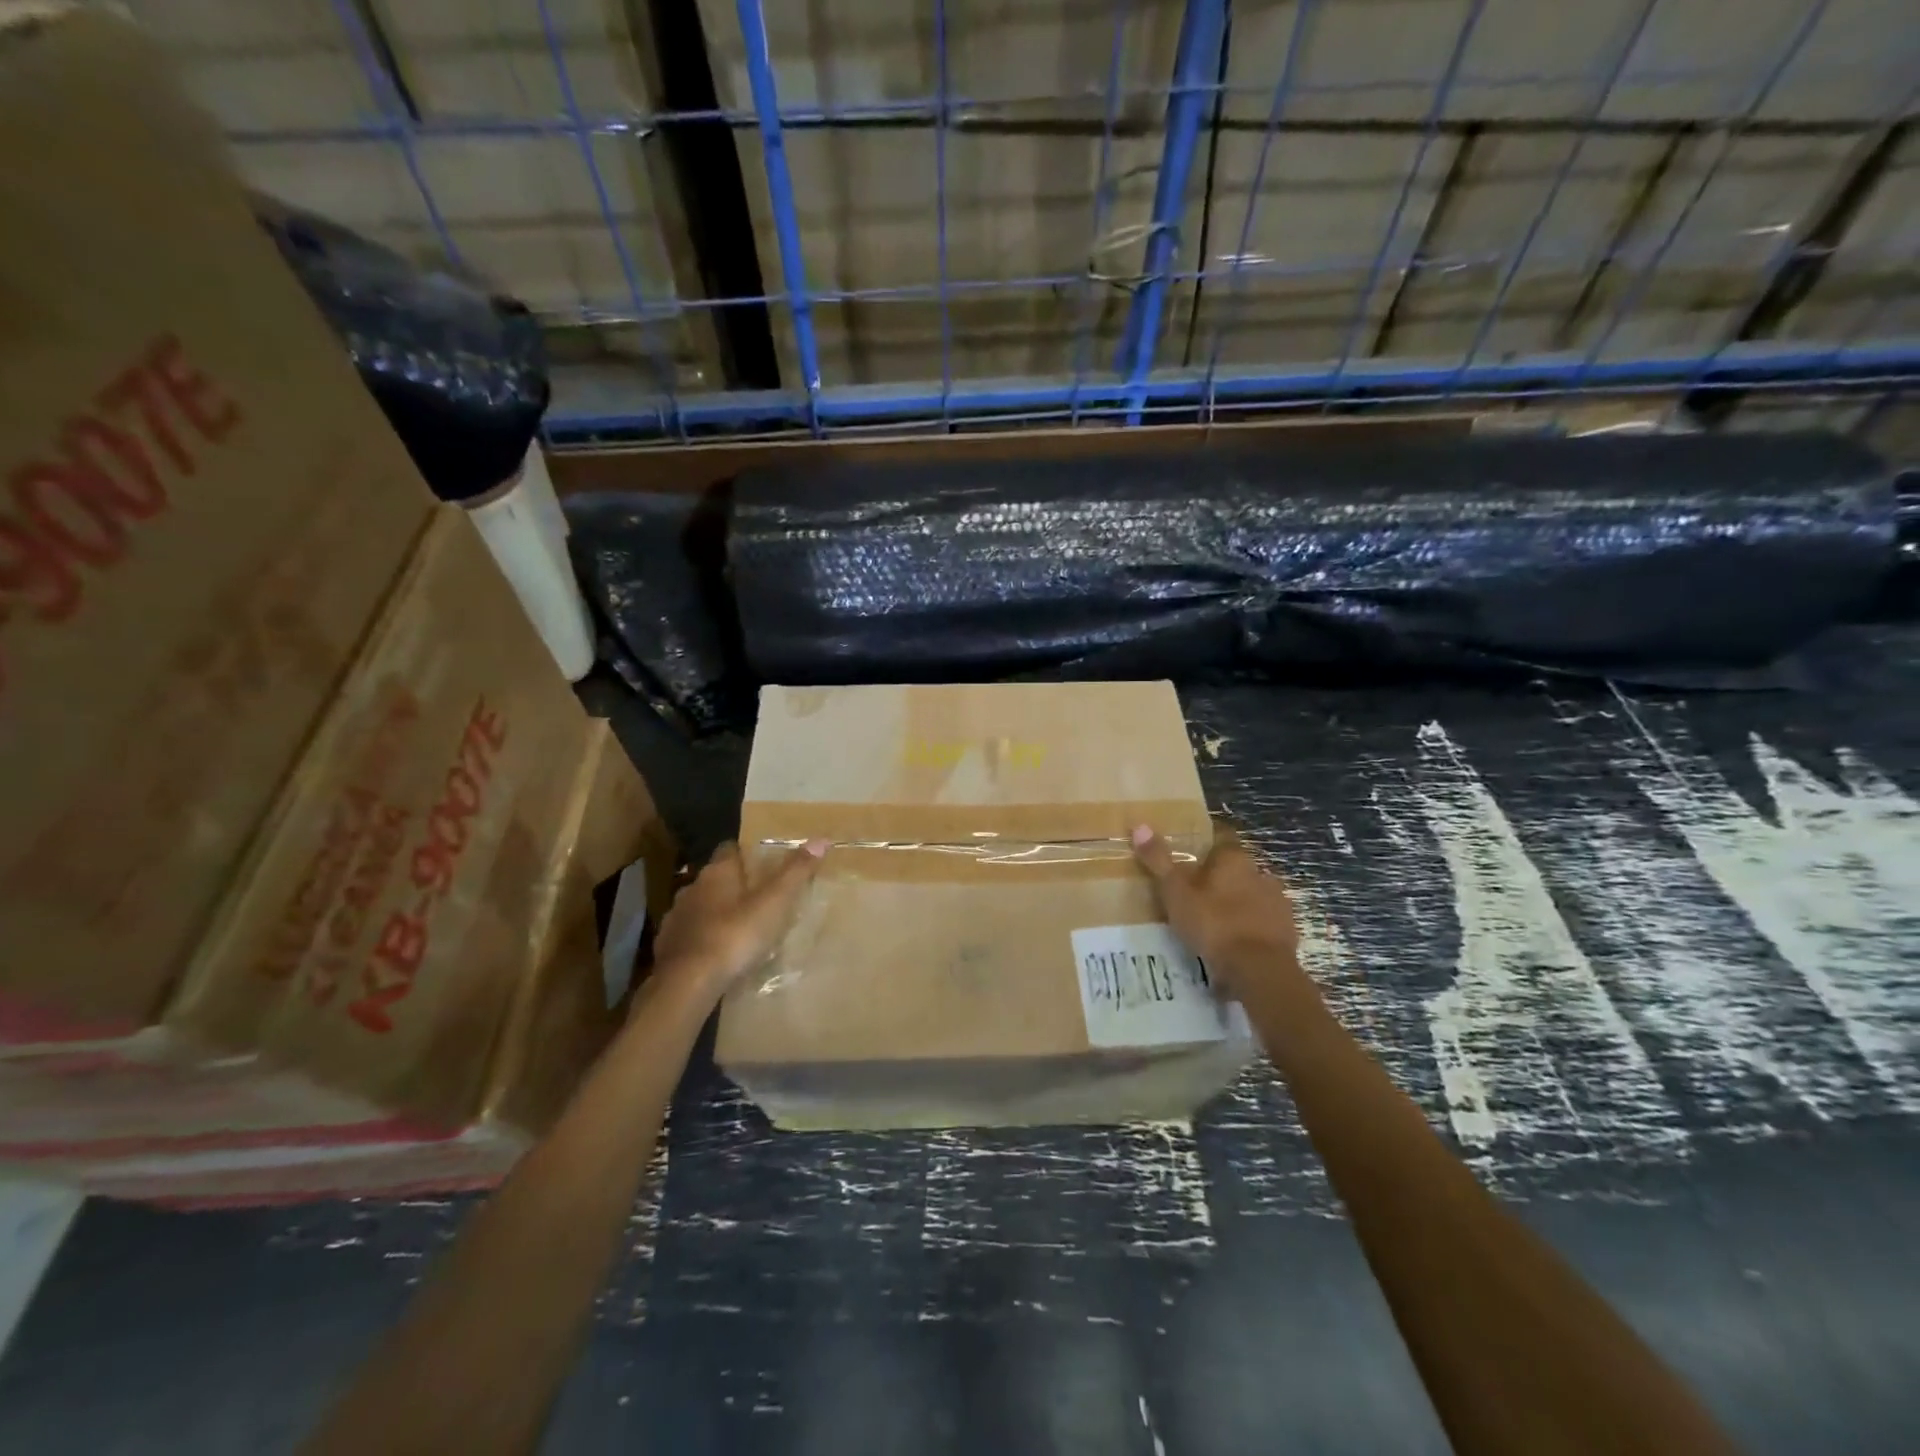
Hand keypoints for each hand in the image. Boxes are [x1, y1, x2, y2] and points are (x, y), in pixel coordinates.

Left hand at [650, 839, 825, 999]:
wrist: (687, 982)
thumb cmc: (735, 935)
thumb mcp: (774, 903)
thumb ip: (796, 872)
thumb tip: (821, 839)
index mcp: (718, 872)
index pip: (729, 849)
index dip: (746, 853)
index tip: (763, 863)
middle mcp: (693, 888)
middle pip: (715, 878)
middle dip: (734, 885)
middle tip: (758, 898)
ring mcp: (677, 917)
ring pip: (701, 906)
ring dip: (717, 912)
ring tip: (740, 928)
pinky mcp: (668, 945)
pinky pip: (690, 933)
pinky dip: (703, 937)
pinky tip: (717, 952)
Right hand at [1131, 824, 1301, 992]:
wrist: (1260, 969)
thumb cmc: (1213, 923)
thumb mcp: (1175, 891)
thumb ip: (1158, 860)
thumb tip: (1139, 825)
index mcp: (1233, 858)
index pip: (1220, 838)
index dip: (1205, 845)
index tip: (1188, 857)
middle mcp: (1259, 872)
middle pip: (1236, 868)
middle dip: (1219, 878)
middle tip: (1195, 894)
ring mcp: (1277, 901)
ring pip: (1251, 894)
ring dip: (1236, 902)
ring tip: (1214, 921)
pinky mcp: (1286, 929)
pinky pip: (1262, 921)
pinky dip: (1249, 927)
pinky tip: (1234, 943)